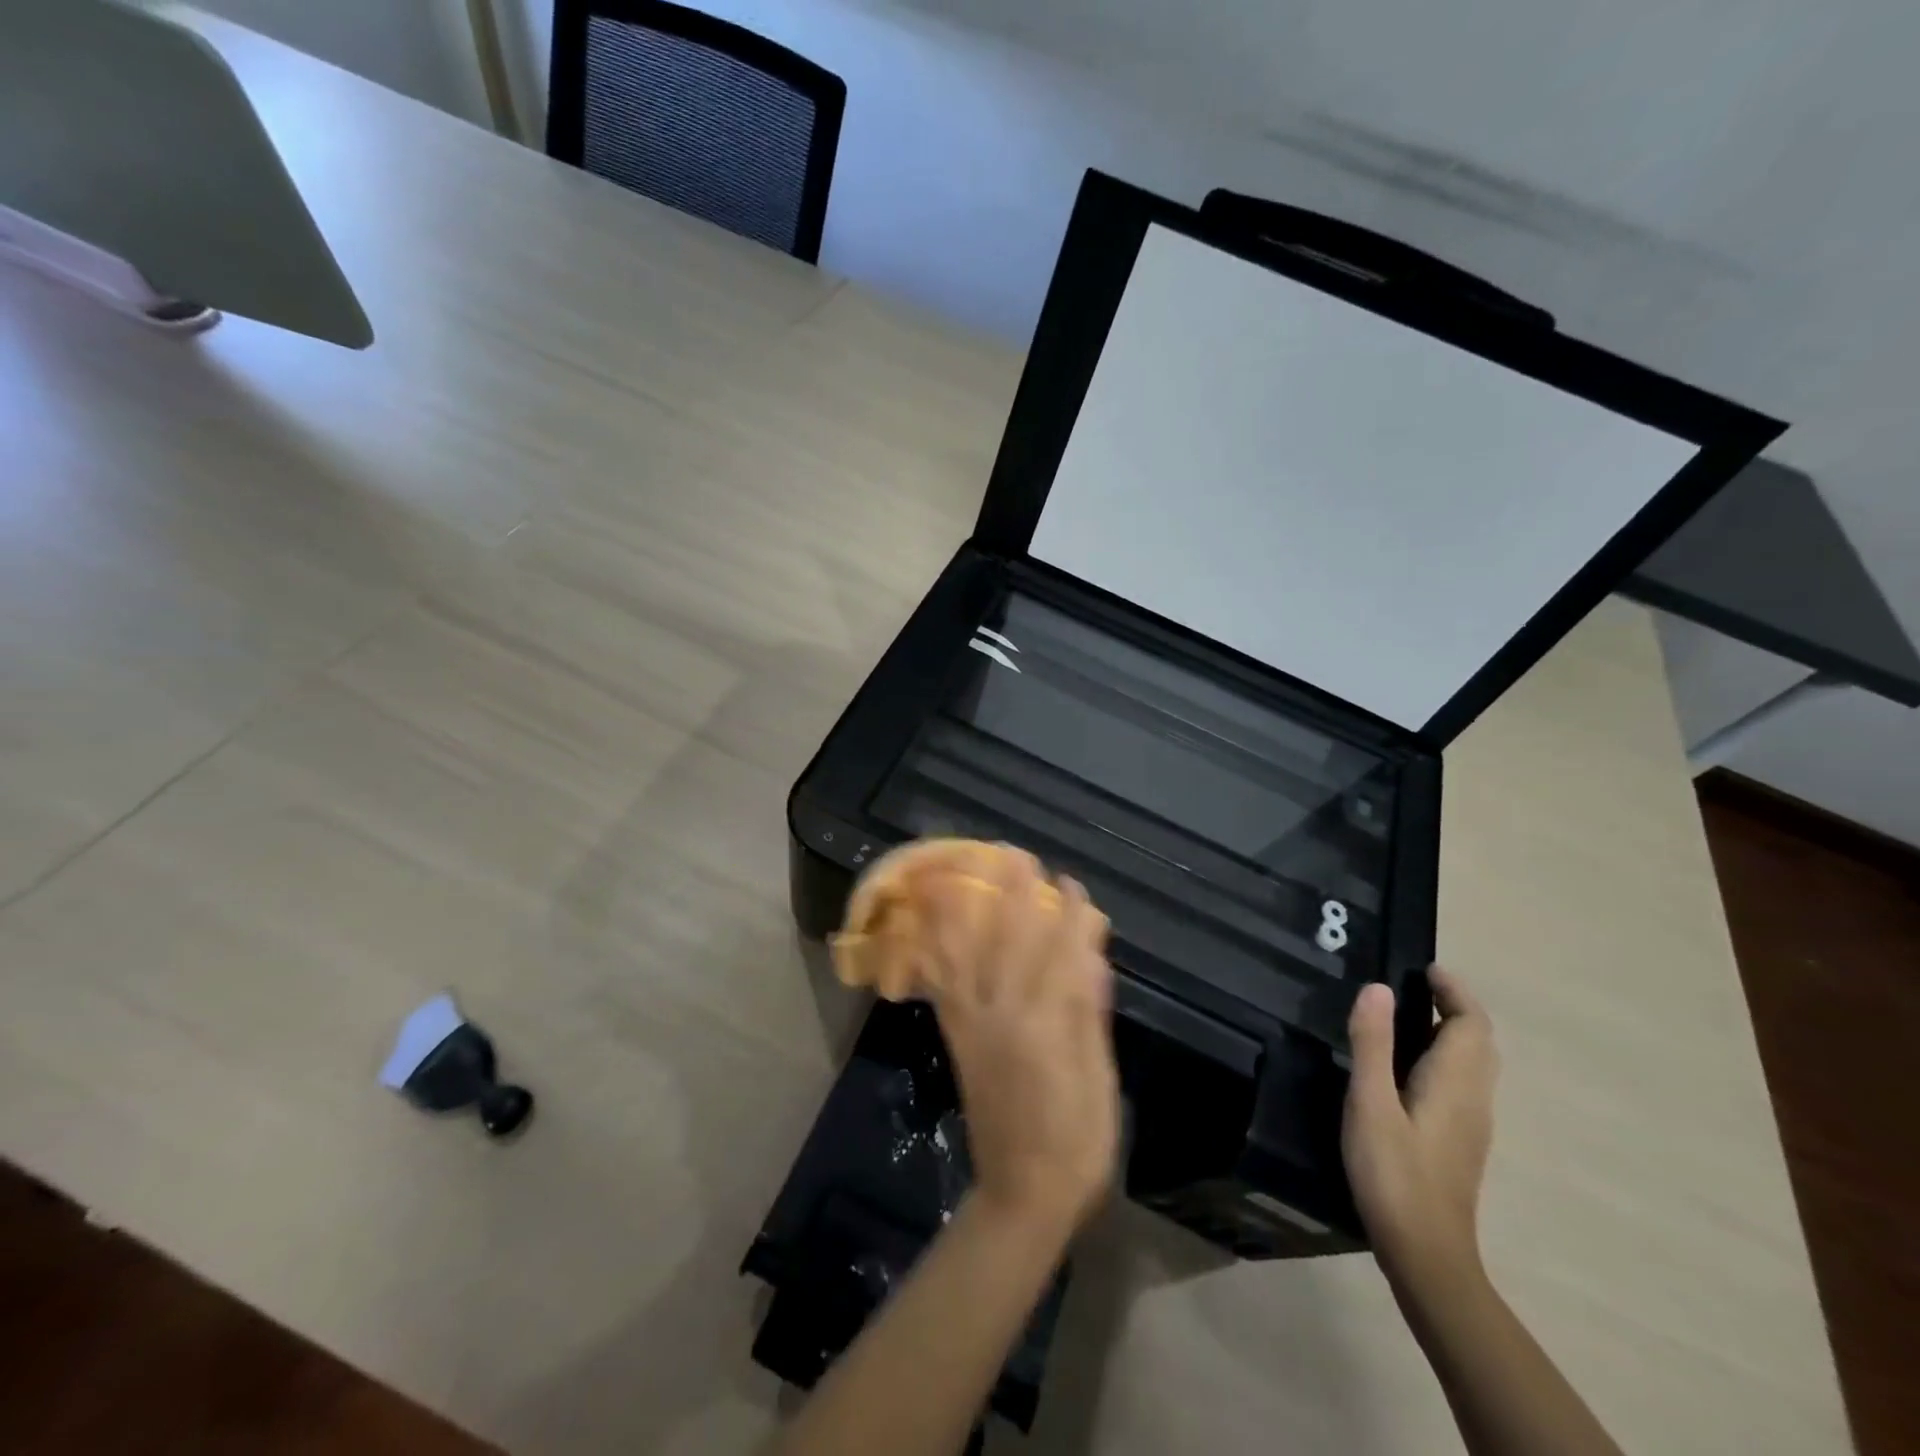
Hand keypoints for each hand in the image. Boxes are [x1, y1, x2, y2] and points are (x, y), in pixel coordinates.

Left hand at [922, 850, 1120, 1238]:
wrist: (1022, 1193)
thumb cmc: (1077, 1141)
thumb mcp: (1099, 1079)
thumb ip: (1089, 1014)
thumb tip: (1089, 957)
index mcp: (1047, 1027)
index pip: (1060, 955)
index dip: (1068, 917)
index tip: (1072, 885)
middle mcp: (1004, 1016)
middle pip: (1008, 942)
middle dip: (1013, 896)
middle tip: (1017, 856)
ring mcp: (974, 1025)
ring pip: (967, 954)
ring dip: (968, 910)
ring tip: (965, 873)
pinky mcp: (956, 1037)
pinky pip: (943, 983)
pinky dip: (935, 949)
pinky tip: (931, 924)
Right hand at [1342, 967, 1497, 1289]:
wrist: (1426, 1255)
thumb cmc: (1394, 1174)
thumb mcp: (1371, 1103)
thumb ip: (1373, 1044)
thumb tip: (1378, 988)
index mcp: (1456, 1083)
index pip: (1472, 1023)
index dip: (1454, 991)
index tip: (1425, 968)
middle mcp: (1474, 1099)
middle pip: (1480, 1042)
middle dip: (1455, 1008)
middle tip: (1414, 988)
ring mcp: (1472, 1125)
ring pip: (1475, 1066)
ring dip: (1452, 1033)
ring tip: (1407, 1019)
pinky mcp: (1460, 1144)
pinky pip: (1463, 1085)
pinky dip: (1445, 1059)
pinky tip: (1409, 1071)